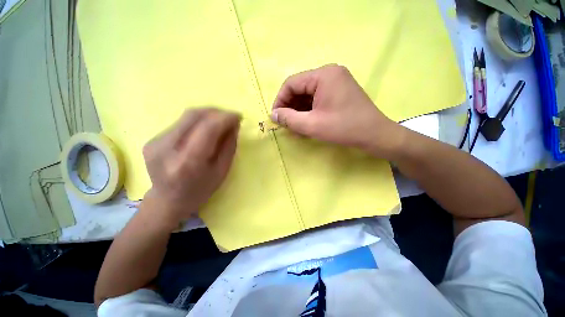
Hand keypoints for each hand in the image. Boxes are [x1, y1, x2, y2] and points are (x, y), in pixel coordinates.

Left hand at [142, 108, 240, 226]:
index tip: (238, 116)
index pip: (208, 128)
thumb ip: (229, 146)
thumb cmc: (201, 190)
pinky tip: (205, 129)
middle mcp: (167, 148)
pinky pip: (181, 123)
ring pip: (186, 116)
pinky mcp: (153, 139)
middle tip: (230, 117)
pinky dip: (198, 121)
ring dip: (208, 115)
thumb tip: (234, 124)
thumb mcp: (222, 171)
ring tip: (221, 121)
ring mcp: (156, 142)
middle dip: (216, 112)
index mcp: (188, 162)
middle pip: (194, 116)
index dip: (225, 118)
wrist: (168, 201)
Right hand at [271, 64, 403, 158]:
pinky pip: (317, 98)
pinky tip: (306, 122)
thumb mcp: (312, 125)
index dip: (280, 100)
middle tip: (286, 123)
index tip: (276, 117)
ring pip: (308, 94)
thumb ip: (289, 119)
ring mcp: (336, 81)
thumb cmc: (343, 128)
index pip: (291, 83)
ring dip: (299, 110)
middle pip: (300, 88)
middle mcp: (329, 73)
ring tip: (295, 125)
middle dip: (290, 106)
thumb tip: (273, 114)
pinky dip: (309, 110)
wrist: (375, 135)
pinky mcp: (339, 91)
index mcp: (323, 75)